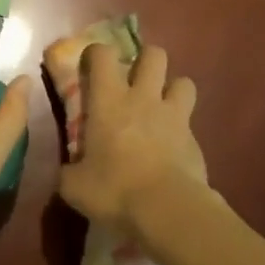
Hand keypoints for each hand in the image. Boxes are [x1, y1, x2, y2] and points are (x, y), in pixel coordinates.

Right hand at [58, 42, 206, 234]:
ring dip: (173, 89)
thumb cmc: (114, 190)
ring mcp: (173, 116)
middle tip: (135, 80)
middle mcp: (143, 98)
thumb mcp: (75, 186)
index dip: (97, 53)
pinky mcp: (195, 140)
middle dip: (146, 60)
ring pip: (183, 81)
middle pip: (154, 55)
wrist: (167, 210)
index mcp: (109, 100)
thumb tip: (68, 172)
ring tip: (162, 107)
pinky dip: (183, 129)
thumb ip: (70, 172)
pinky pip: (191, 122)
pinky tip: (173, 147)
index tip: (91, 66)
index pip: (103, 54)